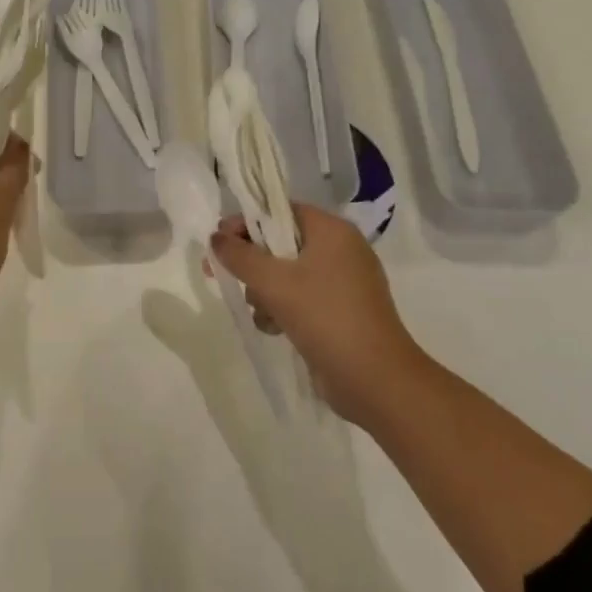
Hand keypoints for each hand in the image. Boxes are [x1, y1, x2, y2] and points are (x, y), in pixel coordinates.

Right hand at [212, 204, 421, 425]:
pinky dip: (284, 309)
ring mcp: (344, 282)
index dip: (246, 222)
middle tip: (226, 276)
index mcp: (332, 231)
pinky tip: (274, 328)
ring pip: (288, 273)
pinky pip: (302, 297)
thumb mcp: (274, 282)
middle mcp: (341, 250)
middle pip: (281, 243)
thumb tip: (216, 236)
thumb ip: (239, 255)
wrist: (375, 380)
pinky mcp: (341, 311)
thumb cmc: (325, 317)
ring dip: (265, 291)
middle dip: (253, 263)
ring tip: (261, 312)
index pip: (280, 211)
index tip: (219, 242)